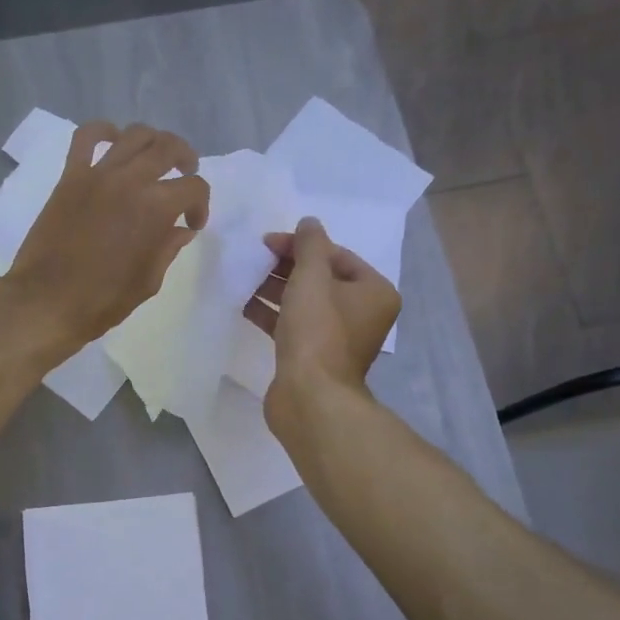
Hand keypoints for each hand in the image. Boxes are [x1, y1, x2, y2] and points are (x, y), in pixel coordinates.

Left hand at [5, 121, 210, 358]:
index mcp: (156, 209)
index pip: (194, 188)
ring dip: (154, 141)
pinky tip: (113, 140)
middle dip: (185, 160)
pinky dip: (103, 131)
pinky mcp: (70, 176)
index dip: (200, 205)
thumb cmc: (102, 301)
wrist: (46, 301)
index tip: (191, 224)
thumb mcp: (147, 282)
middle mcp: (130, 181)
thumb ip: (167, 249)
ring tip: (155, 157)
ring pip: (134, 136)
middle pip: (168, 148)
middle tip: (185, 175)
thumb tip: (180, 229)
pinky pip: (86, 137)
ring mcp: (98, 174)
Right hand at [244, 217, 399, 417]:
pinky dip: (272, 314)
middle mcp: (361, 314)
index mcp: (374, 292)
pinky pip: (292, 326)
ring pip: (304, 303)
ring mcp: (336, 338)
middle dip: (286, 267)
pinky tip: (245, 304)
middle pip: (321, 279)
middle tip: (255, 259)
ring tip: (245, 278)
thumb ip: (310, 245)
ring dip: (275, 289)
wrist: (309, 396)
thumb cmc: (317, 331)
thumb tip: (310, 223)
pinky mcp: (313, 357)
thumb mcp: (312, 277)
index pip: (337, 256)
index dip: (302, 245)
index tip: (268, 242)